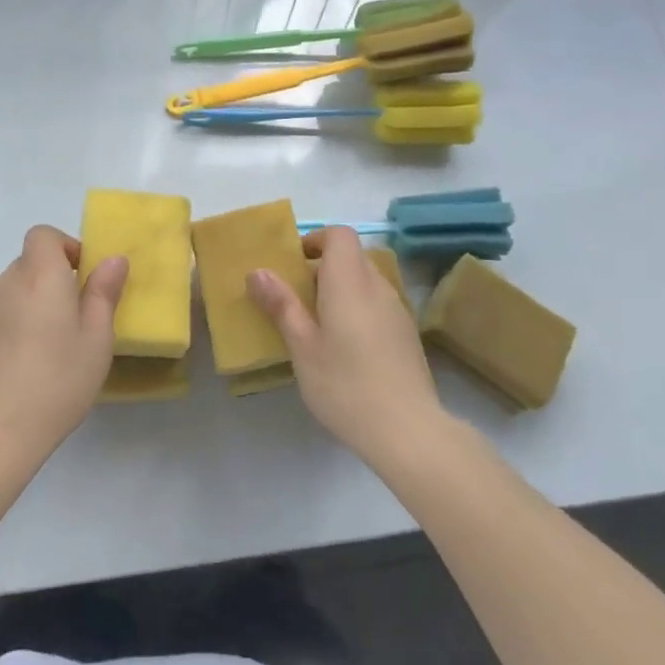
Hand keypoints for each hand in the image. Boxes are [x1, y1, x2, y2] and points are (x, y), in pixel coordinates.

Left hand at [0, 226, 127, 469]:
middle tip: (78, 316)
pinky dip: (18, 324)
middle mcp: (7, 284)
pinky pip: (1, 315)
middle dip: (55, 278)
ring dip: (36, 302)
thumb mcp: (96, 338)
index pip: (43, 235)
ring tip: (55, 344)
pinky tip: (30, 363)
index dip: (65, 247)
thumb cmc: (57, 380)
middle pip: (30, 262)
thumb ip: (103, 293)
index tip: (84, 277)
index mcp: (40, 276)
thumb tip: (113, 259)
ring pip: (15, 290)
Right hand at [248, 226, 445, 467]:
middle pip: (351, 258)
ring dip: (340, 291)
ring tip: (317, 328)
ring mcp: (397, 310)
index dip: (315, 240)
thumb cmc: (345, 384)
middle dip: (322, 269)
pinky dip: (357, 311)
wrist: (407, 430)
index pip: (339, 235)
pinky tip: (346, 350)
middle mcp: (378, 286)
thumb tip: (258, 271)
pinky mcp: (407, 335)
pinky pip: (377, 305)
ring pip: (365, 283)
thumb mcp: (302, 346)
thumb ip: (281, 305)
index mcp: (350, 281)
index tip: (293, 265)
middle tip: (295, 301)